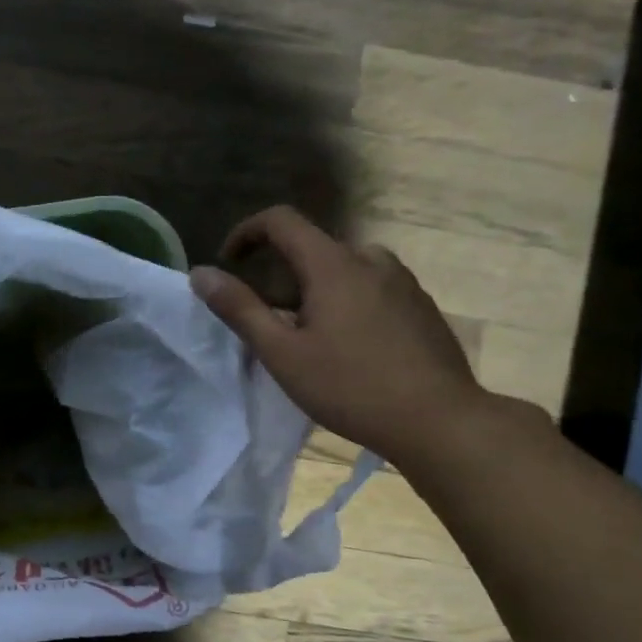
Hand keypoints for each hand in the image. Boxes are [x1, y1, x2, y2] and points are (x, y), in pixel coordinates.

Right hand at [190, 207, 490, 463]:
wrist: (440, 421)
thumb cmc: (351, 386)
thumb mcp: (282, 352)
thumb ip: (239, 309)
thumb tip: (201, 274)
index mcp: (334, 264)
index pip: (281, 220)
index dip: (246, 233)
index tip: (229, 264)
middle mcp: (371, 260)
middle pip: (311, 250)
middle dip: (279, 278)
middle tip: (267, 325)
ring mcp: (402, 282)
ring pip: (342, 272)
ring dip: (313, 293)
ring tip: (306, 340)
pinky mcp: (420, 306)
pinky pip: (370, 289)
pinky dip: (344, 304)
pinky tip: (346, 350)